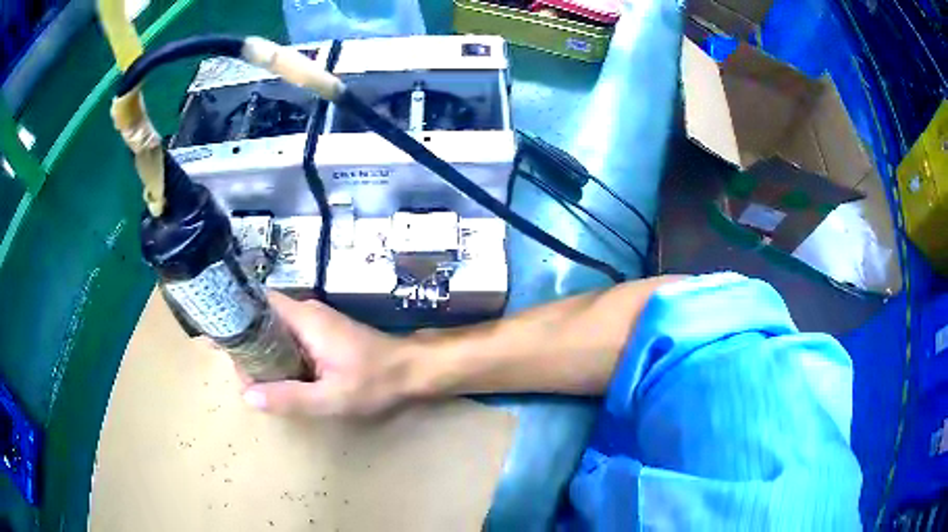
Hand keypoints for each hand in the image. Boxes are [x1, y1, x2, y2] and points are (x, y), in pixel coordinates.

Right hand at [240, 292, 417, 416]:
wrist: (413, 369)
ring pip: (274, 331)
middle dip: (248, 347)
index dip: (236, 319)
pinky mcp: (322, 335)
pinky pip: (288, 340)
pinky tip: (277, 380)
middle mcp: (306, 313)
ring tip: (256, 383)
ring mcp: (314, 322)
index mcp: (304, 318)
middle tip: (244, 378)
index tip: (222, 344)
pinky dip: (278, 357)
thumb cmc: (376, 380)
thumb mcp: (332, 397)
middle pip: (262, 320)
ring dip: (262, 354)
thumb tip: (248, 395)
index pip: (257, 304)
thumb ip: (290, 397)